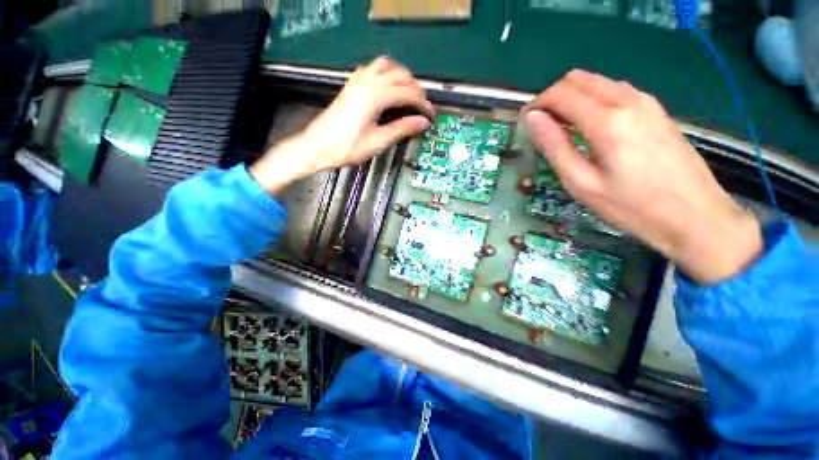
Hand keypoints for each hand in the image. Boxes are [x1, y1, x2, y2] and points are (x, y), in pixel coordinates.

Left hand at [251, 57, 433, 194]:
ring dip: (402, 76)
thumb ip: (402, 128)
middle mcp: (367, 81)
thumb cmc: (347, 147)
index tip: (431, 115)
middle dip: (416, 88)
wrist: (316, 146)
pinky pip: (372, 68)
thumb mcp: (378, 141)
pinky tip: (388, 86)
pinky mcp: (351, 84)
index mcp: (376, 96)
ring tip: (409, 93)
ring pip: (386, 65)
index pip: (408, 93)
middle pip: (400, 75)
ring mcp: (357, 80)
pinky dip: (386, 72)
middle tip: (423, 106)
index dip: (423, 103)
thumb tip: (423, 123)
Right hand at [523, 70, 762, 283]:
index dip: (536, 104)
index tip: (525, 122)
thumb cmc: (632, 207)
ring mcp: (646, 102)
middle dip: (552, 96)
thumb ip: (554, 146)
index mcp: (607, 121)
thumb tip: (533, 119)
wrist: (696, 217)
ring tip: (560, 127)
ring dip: (572, 97)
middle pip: (578, 78)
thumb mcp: (582, 183)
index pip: (560, 94)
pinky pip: (614, 90)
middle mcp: (628, 100)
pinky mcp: (656, 109)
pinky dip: (592, 100)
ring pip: (597, 81)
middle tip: (540, 124)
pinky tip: (588, 125)